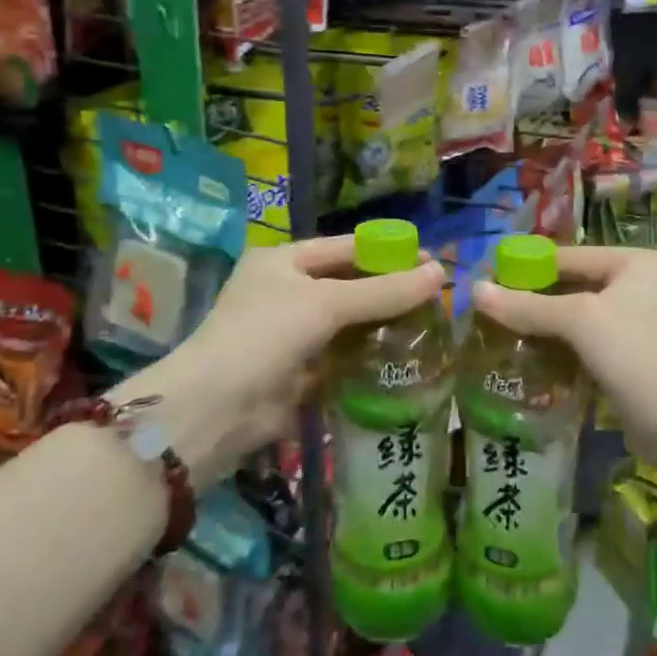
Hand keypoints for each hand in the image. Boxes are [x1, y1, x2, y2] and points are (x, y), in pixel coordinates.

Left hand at [123, 236, 444, 483]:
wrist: (216, 409)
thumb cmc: (265, 335)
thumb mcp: (326, 304)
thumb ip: (384, 291)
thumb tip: (440, 273)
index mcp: (283, 261)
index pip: (346, 247)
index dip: (388, 251)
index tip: (431, 260)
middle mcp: (286, 291)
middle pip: (349, 284)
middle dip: (389, 290)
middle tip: (437, 296)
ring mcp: (291, 333)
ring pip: (348, 322)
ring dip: (383, 325)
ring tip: (431, 326)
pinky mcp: (299, 371)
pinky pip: (342, 356)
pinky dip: (368, 356)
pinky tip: (404, 357)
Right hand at [469, 247, 656, 470]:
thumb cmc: (637, 357)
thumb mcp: (579, 322)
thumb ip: (527, 305)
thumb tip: (474, 290)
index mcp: (636, 261)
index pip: (568, 256)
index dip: (525, 267)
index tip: (485, 281)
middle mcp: (641, 284)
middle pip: (572, 285)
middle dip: (532, 299)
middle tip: (487, 311)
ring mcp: (639, 321)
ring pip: (578, 316)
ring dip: (543, 326)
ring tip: (499, 333)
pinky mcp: (634, 355)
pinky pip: (588, 342)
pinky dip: (561, 347)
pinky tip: (529, 357)